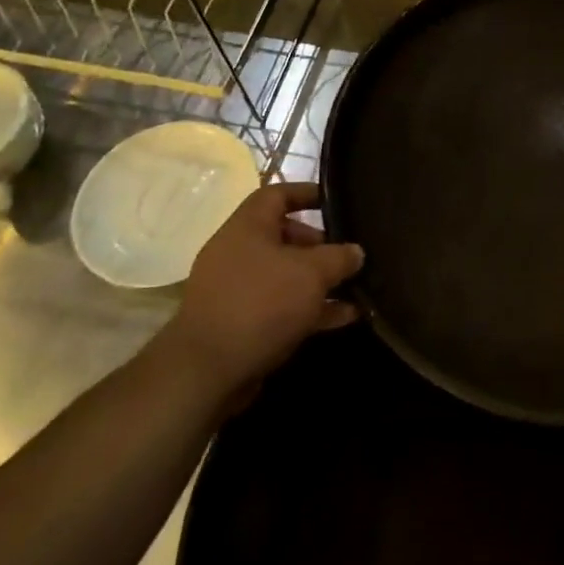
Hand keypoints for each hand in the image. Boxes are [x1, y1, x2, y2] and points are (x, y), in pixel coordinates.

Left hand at [160, 182, 363, 410]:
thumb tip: (355, 252)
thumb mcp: (313, 273)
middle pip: (284, 236)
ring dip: (319, 281)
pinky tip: (345, 317)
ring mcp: (236, 290)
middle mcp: (238, 252)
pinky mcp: (240, 323)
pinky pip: (281, 306)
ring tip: (356, 287)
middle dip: (320, 244)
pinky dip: (311, 308)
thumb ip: (340, 257)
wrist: (207, 371)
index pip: (277, 194)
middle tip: (348, 255)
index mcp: (248, 227)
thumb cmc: (262, 303)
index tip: (336, 200)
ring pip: (285, 275)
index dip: (307, 192)